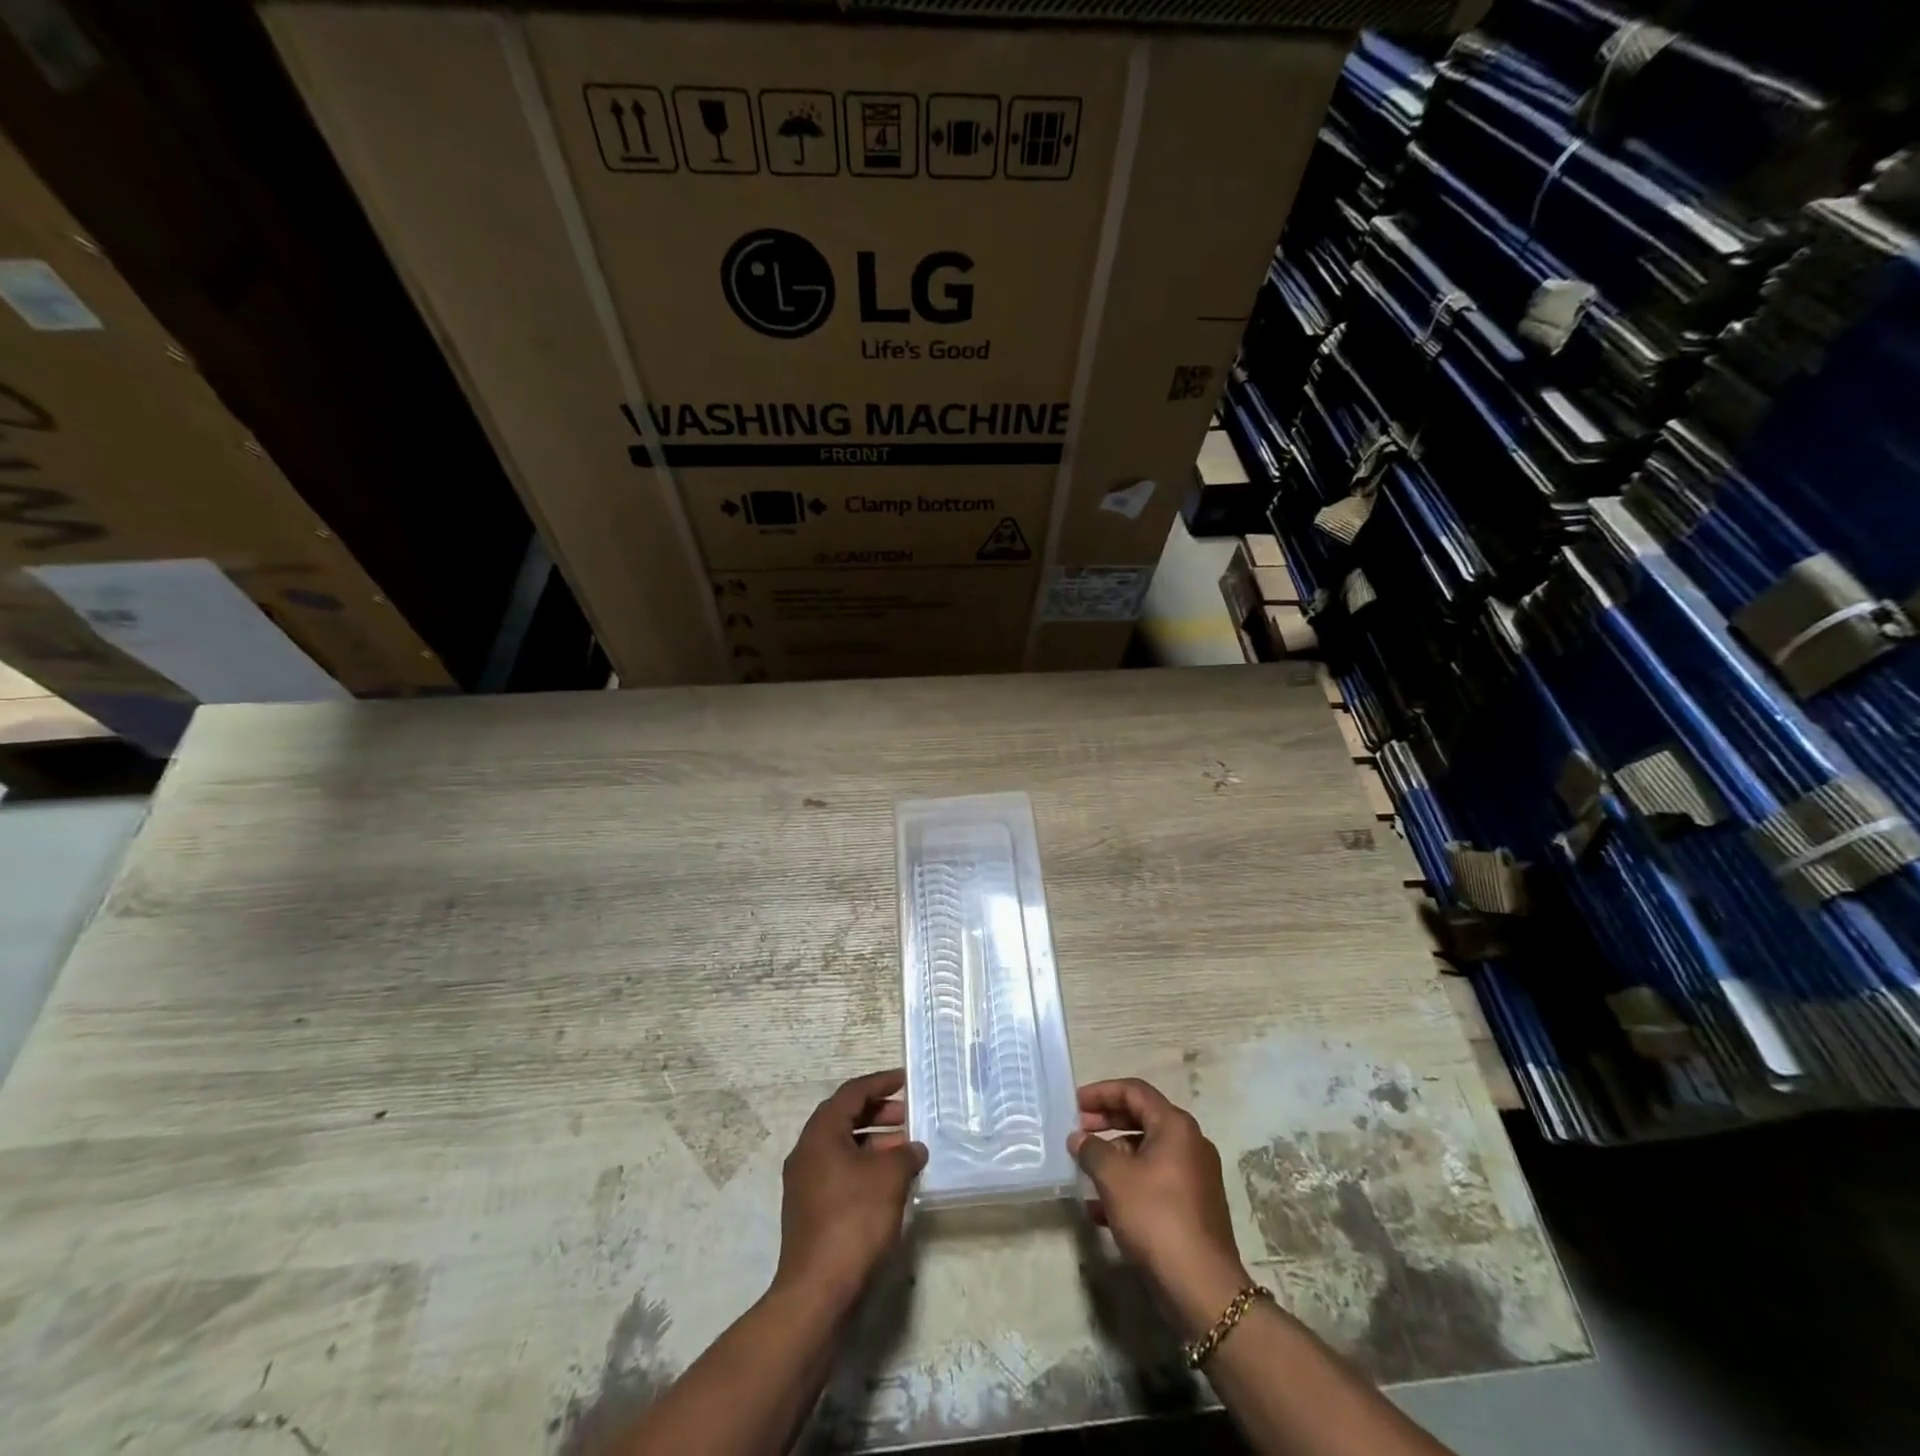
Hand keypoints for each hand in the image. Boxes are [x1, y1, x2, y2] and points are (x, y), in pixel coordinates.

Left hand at [773, 1069, 927, 1314]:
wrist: (818, 1291)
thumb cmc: (854, 1221)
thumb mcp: (889, 1178)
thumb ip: (905, 1154)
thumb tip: (913, 1148)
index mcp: (820, 1133)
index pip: (852, 1093)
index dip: (880, 1083)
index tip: (904, 1081)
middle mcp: (807, 1151)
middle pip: (844, 1118)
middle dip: (877, 1113)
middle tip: (907, 1117)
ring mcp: (805, 1183)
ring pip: (842, 1147)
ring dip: (873, 1142)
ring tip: (905, 1150)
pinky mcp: (810, 1210)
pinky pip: (839, 1171)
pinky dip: (864, 1166)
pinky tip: (889, 1181)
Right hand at [1069, 1078, 1252, 1338]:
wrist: (1203, 1288)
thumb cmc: (1156, 1218)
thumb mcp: (1114, 1179)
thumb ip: (1092, 1150)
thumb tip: (1079, 1138)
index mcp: (1175, 1126)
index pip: (1134, 1091)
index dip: (1102, 1092)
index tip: (1075, 1104)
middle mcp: (1190, 1143)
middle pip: (1142, 1119)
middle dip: (1106, 1123)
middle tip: (1078, 1132)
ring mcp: (1195, 1176)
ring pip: (1147, 1153)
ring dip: (1114, 1158)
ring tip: (1085, 1172)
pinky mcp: (1193, 1206)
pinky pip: (1155, 1182)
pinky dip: (1128, 1185)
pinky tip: (1100, 1210)